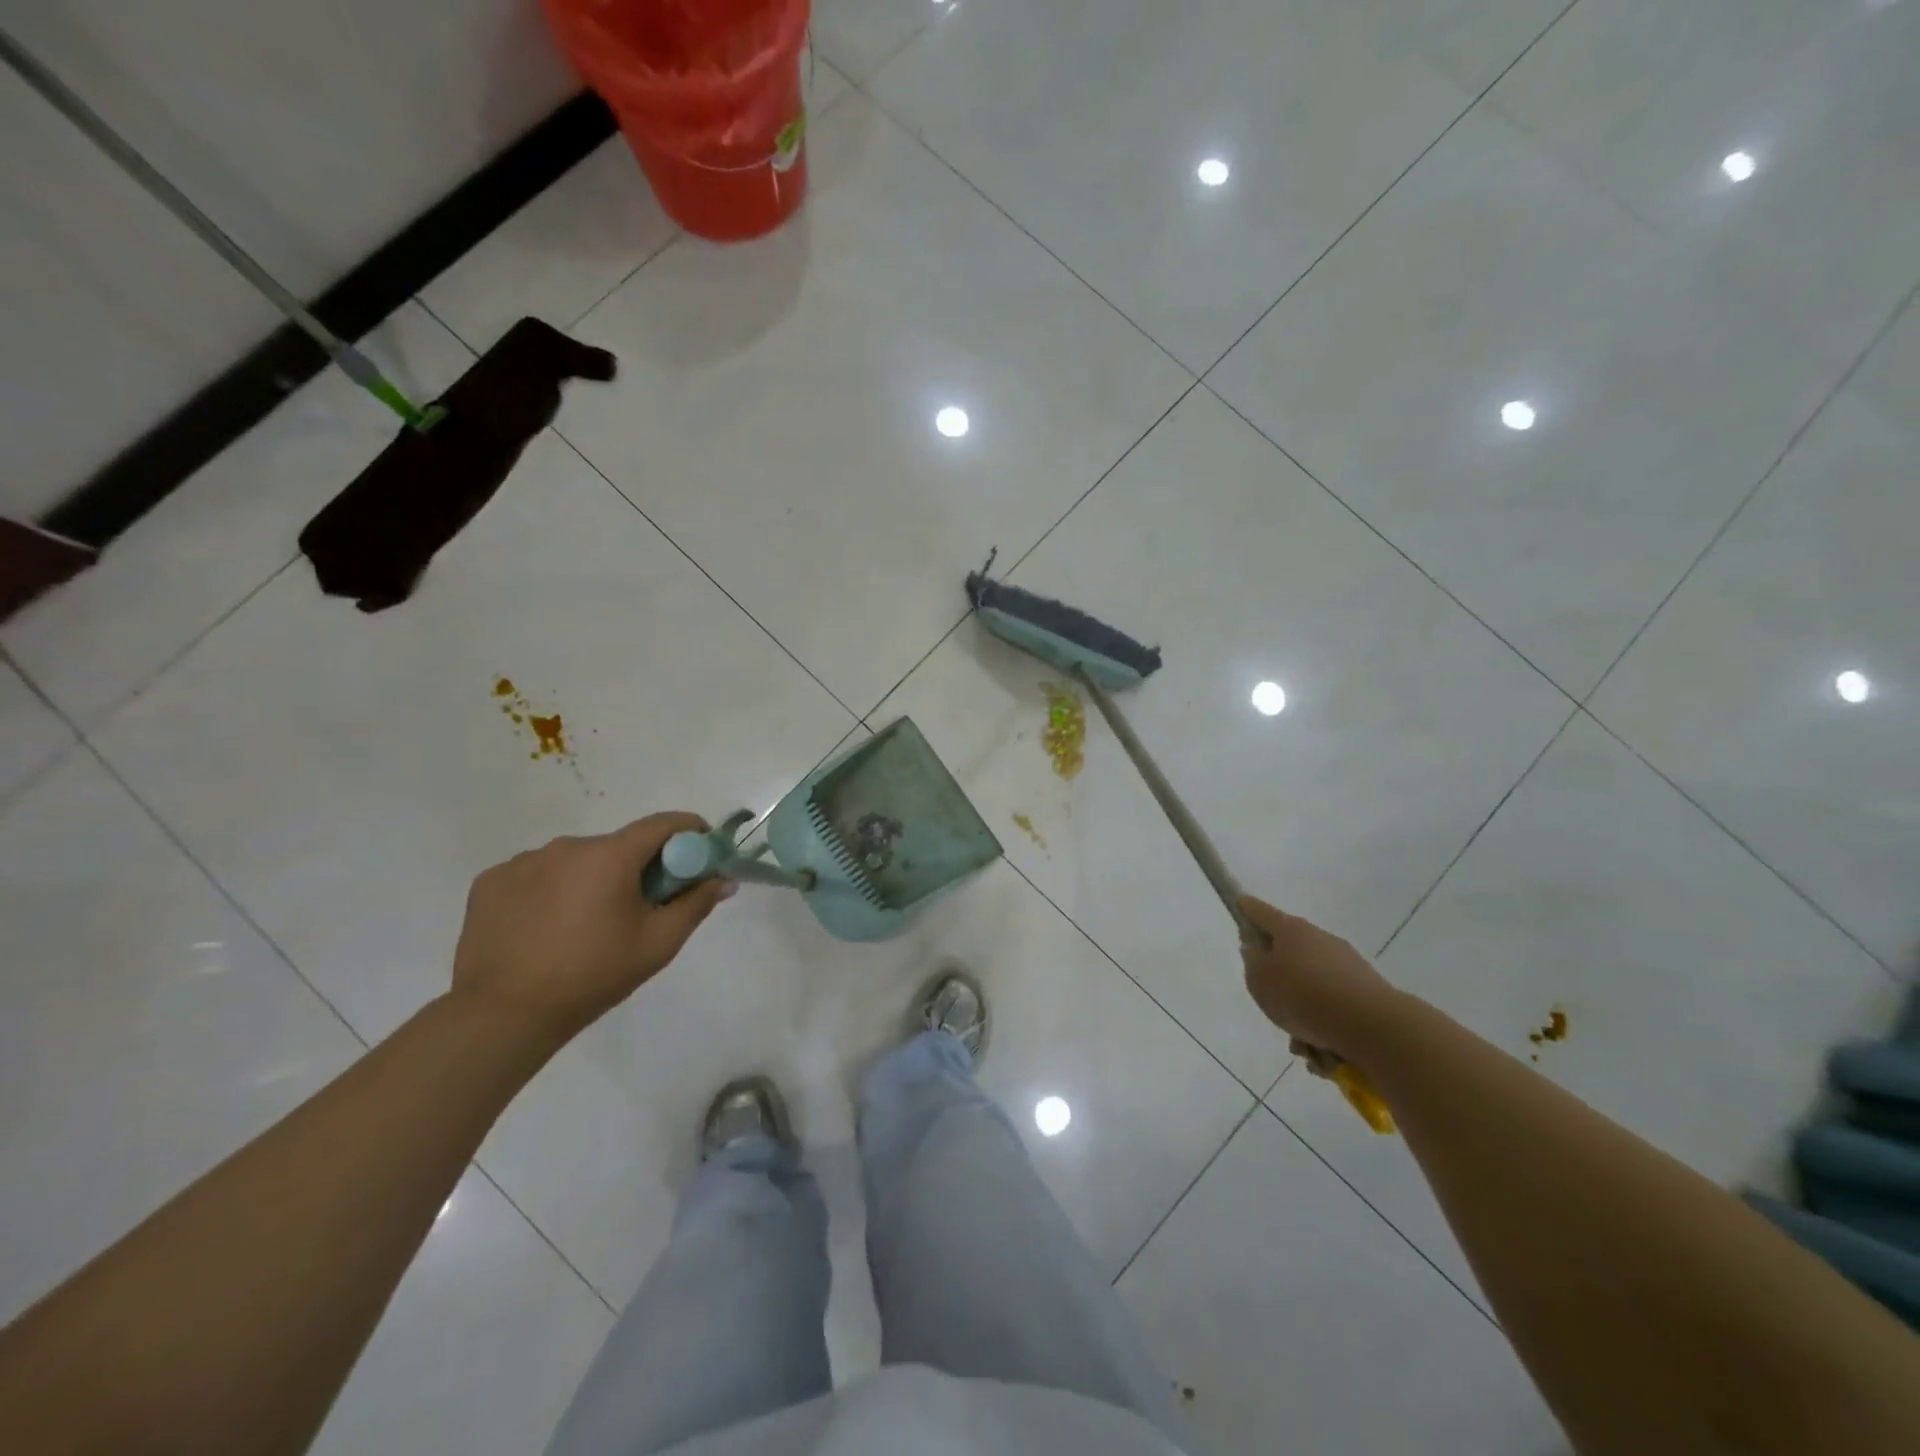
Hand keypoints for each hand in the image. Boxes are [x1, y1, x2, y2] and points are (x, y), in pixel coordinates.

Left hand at [451, 813, 733, 1041]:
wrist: (503, 1015)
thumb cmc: (593, 975)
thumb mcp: (658, 943)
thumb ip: (696, 904)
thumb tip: (723, 879)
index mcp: (610, 856)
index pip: (663, 824)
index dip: (690, 834)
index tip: (701, 856)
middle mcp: (566, 846)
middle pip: (618, 846)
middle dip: (638, 867)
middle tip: (642, 908)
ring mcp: (523, 861)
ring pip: (577, 861)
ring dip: (592, 880)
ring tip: (586, 926)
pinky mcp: (491, 881)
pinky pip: (536, 875)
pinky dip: (551, 891)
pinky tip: (547, 928)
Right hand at [1239, 894, 1401, 1060]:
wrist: (1373, 1026)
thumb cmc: (1303, 996)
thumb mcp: (1260, 980)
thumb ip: (1252, 962)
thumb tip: (1258, 950)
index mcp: (1291, 929)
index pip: (1260, 911)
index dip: (1246, 909)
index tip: (1239, 905)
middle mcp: (1320, 939)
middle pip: (1289, 949)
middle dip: (1277, 975)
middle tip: (1269, 999)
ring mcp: (1347, 964)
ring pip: (1311, 983)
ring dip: (1301, 1007)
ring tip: (1299, 1043)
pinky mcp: (1367, 991)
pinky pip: (1334, 1005)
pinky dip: (1324, 1024)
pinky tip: (1322, 1053)